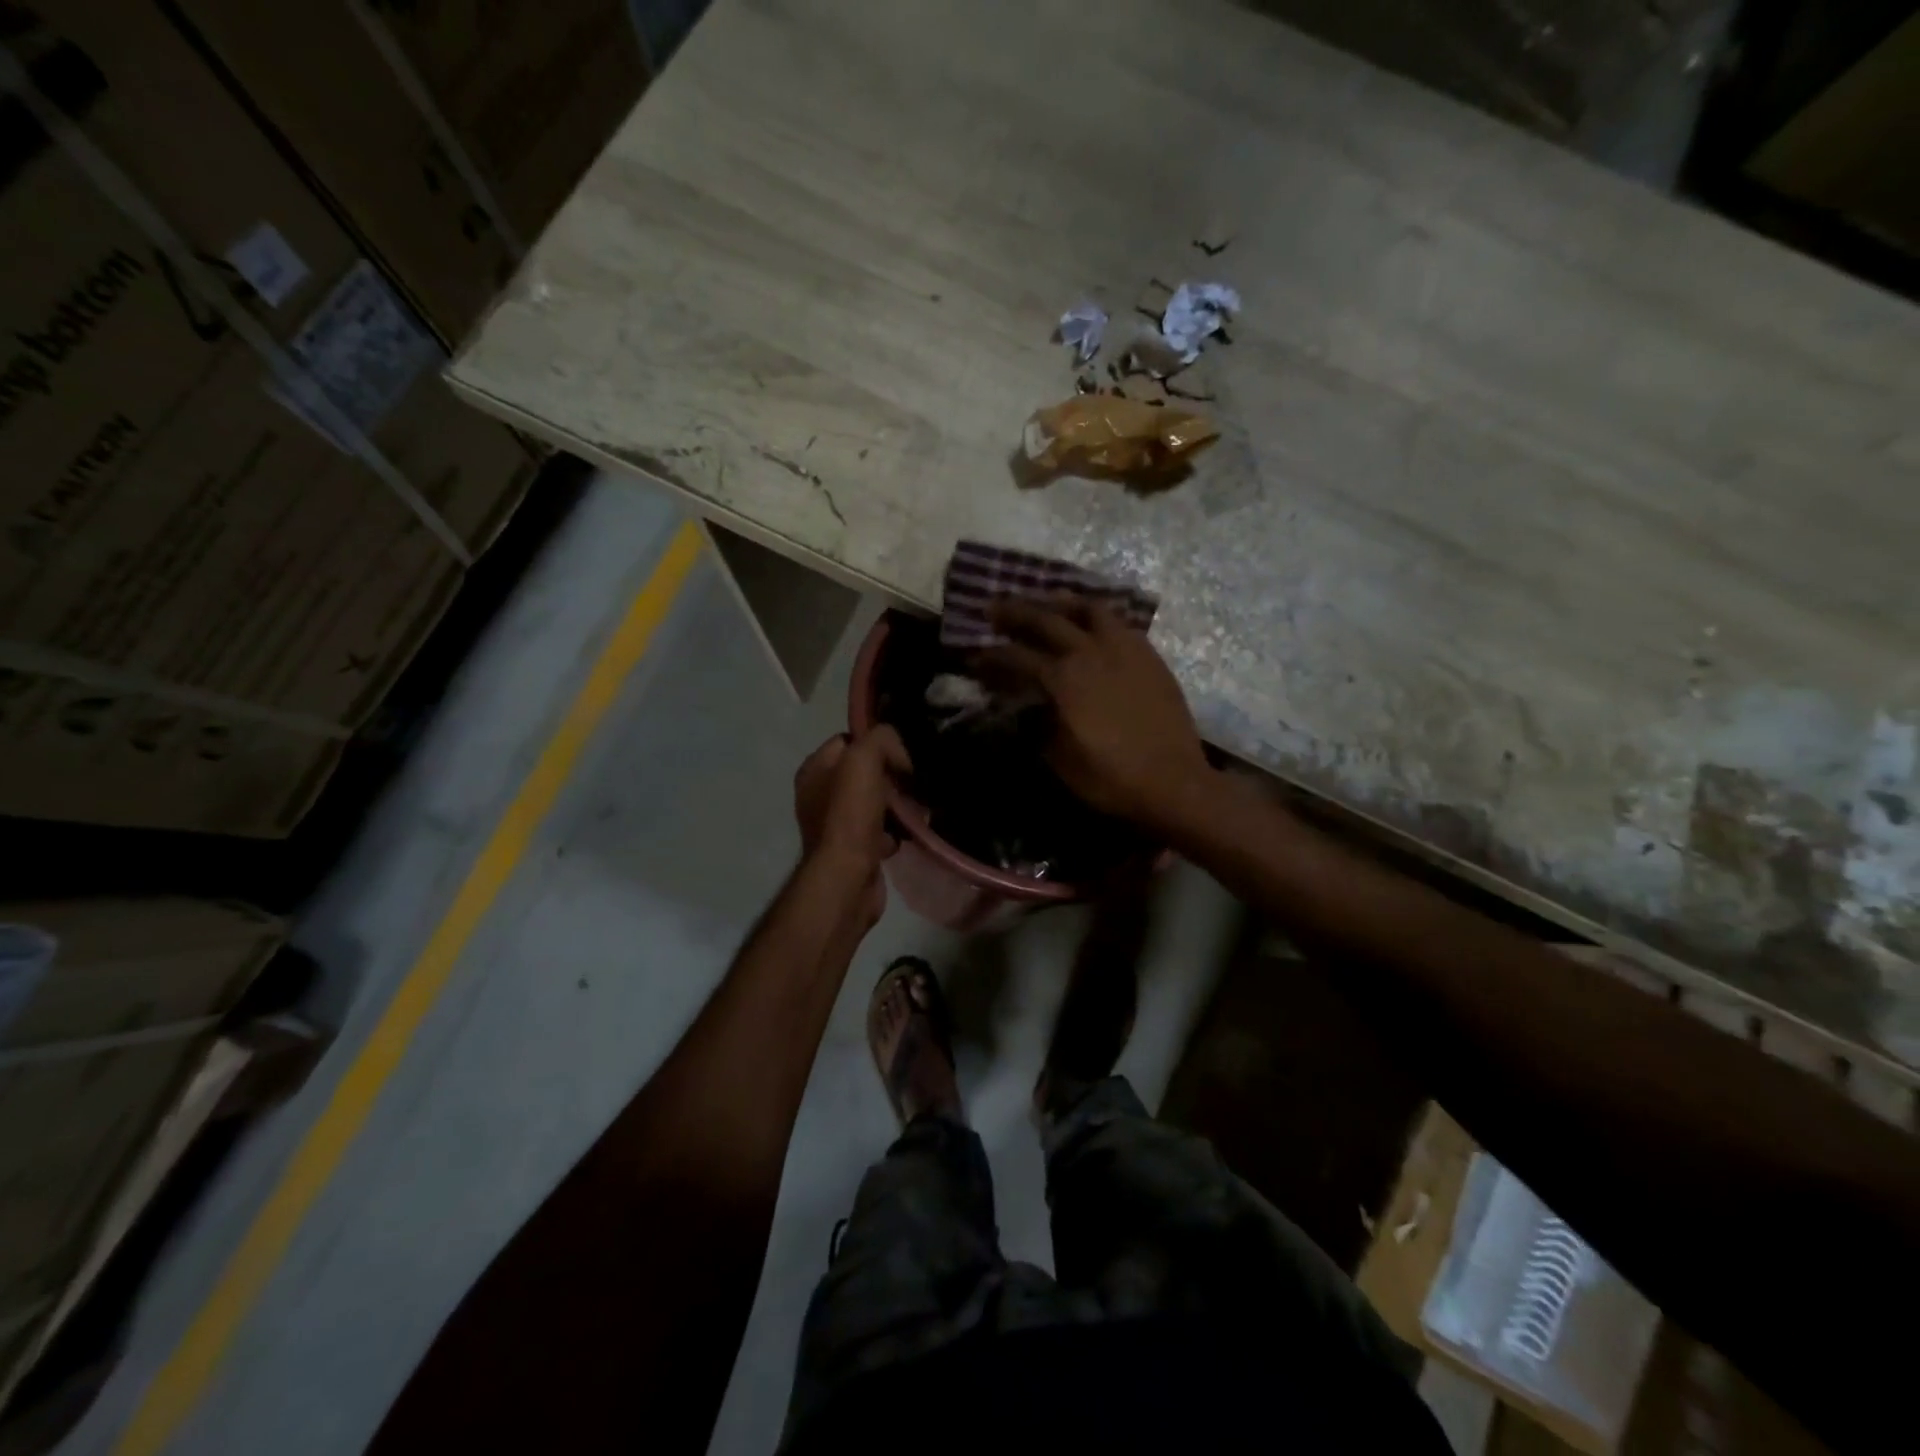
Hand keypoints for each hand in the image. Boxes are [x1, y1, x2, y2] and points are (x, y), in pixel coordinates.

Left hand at [794, 726, 909, 870]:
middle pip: (866, 772)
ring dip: (899, 805)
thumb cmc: (850, 814)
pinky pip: (880, 830)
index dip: (877, 744)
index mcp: (814, 769)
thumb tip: (898, 752)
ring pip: (877, 801)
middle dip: (893, 777)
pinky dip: (895, 831)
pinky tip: (906, 834)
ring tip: (917, 810)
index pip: (850, 740)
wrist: (848, 877)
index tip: (901, 756)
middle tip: (913, 784)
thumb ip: (880, 739)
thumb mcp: (863, 759)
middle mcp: (819, 794)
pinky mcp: (853, 849)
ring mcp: (836, 824)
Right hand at [981, 599, 1212, 831]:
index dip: (991, 656)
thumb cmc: (1110, 777)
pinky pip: (1119, 623)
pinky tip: (1093, 625)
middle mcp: (1090, 652)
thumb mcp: (1059, 759)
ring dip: (1062, 602)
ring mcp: (1124, 648)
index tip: (975, 656)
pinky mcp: (1149, 655)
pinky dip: (1097, 617)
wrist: (1173, 782)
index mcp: (1063, 679)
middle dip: (1015, 612)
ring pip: (1089, 608)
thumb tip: (1025, 709)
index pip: (1016, 657)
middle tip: (995, 608)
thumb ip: (1037, 726)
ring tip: (1048, 602)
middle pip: (1046, 619)